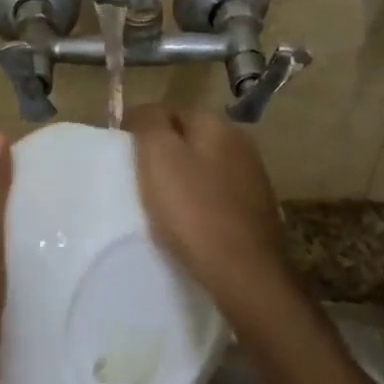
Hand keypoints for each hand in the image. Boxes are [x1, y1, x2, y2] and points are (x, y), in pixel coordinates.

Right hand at [125, 105, 300, 332]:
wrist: (244, 272)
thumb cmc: (193, 211)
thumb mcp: (158, 157)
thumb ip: (149, 122)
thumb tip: (144, 111)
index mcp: (217, 124)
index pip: (171, 111)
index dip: (144, 130)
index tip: (125, 157)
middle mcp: (241, 142)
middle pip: (190, 139)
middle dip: (166, 154)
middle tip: (141, 181)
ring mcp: (254, 177)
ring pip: (206, 167)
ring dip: (185, 179)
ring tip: (162, 205)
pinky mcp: (258, 209)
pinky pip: (219, 195)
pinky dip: (202, 202)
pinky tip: (191, 223)